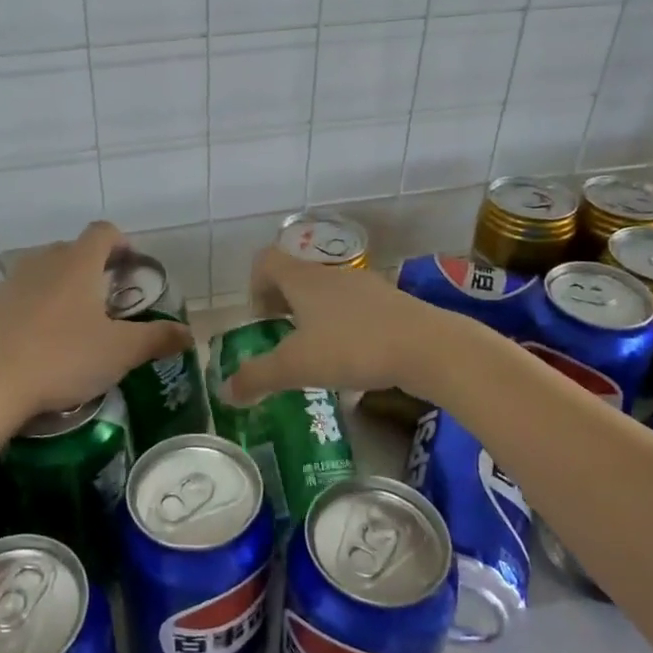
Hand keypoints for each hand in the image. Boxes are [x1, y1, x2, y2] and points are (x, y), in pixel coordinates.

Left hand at [0, 222, 188, 419]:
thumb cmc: (63, 359)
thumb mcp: (120, 352)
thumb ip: (157, 339)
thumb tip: (189, 334)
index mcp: (78, 263)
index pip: (104, 232)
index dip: (122, 243)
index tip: (131, 268)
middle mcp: (44, 262)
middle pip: (74, 250)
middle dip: (94, 267)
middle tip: (108, 301)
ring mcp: (12, 282)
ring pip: (45, 271)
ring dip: (63, 286)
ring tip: (74, 322)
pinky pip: (21, 295)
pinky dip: (36, 306)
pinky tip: (41, 341)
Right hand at [223, 248, 459, 403]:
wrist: (427, 347)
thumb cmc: (352, 347)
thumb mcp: (297, 367)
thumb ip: (258, 377)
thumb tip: (225, 391)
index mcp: (303, 279)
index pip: (265, 261)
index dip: (254, 286)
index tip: (261, 321)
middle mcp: (331, 274)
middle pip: (296, 276)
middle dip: (283, 306)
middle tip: (283, 340)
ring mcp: (365, 287)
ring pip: (327, 294)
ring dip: (314, 318)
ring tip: (317, 355)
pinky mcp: (390, 304)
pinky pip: (354, 310)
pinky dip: (344, 328)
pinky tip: (352, 362)